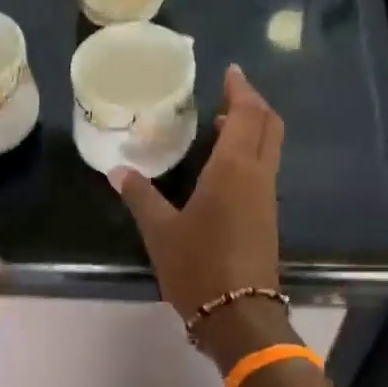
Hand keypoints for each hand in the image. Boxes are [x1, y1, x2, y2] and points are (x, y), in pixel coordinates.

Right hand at [110, 65, 291, 371]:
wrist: (238, 315)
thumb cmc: (197, 266)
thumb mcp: (160, 231)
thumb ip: (140, 196)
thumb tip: (117, 171)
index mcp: (233, 169)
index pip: (247, 114)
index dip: (241, 89)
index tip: (230, 72)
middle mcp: (257, 176)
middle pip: (268, 125)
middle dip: (253, 103)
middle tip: (228, 92)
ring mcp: (266, 198)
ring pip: (269, 148)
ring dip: (252, 129)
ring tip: (222, 123)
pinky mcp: (267, 218)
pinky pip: (263, 169)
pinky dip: (250, 153)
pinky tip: (223, 165)